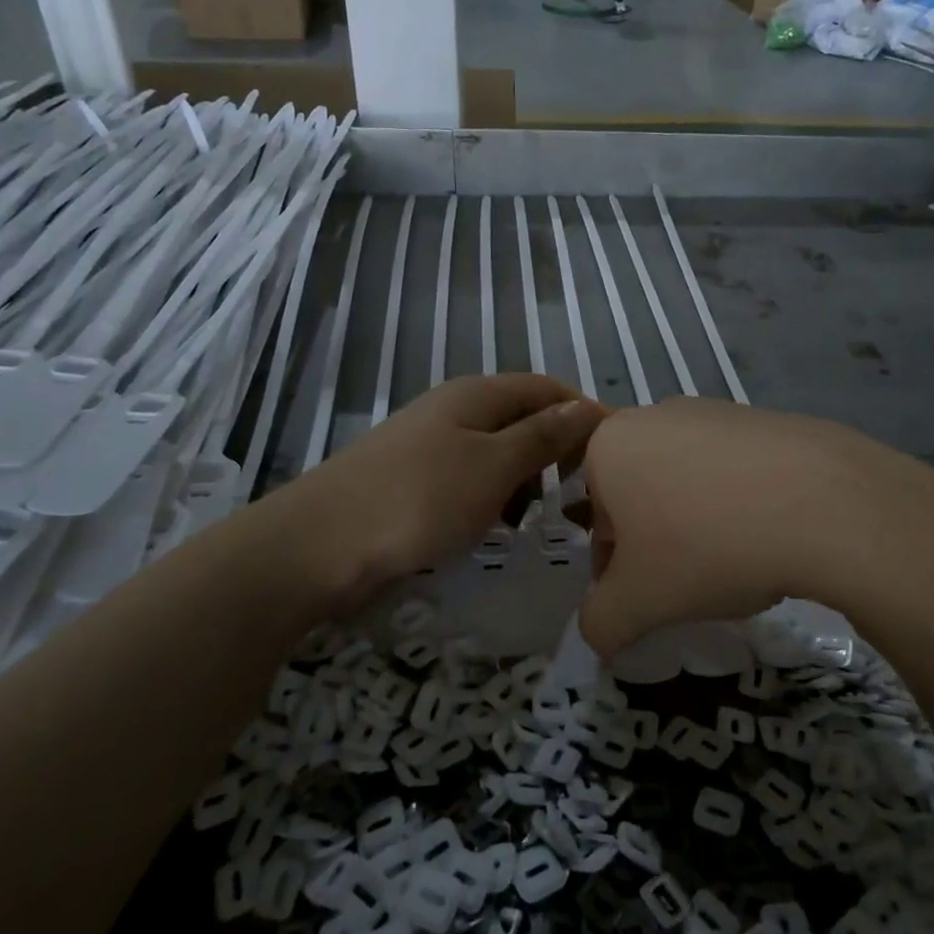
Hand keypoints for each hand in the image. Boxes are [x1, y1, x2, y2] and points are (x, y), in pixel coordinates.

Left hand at [277, 374, 605, 599]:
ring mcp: (429, 444)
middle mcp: (454, 409)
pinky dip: (491, 498)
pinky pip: (469, 478)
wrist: (319, 544)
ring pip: (496, 452)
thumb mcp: (494, 467)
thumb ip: (542, 437)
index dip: (583, 414)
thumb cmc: (419, 499)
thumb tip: (587, 408)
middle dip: (555, 451)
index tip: (614, 455)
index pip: (548, 389)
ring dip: (523, 479)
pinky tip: (492, 528)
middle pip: (522, 418)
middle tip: (579, 495)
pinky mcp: (412, 479)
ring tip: (535, 519)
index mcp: (477, 395)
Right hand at [578, 397, 933, 655]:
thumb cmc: (705, 547)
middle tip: (690, 584)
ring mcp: (714, 410)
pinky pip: (735, 470)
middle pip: (640, 495)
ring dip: (697, 522)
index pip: (596, 519)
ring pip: (687, 481)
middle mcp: (655, 415)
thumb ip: (600, 623)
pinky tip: (770, 534)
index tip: (647, 599)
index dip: (615, 570)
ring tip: (736, 561)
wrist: (822, 503)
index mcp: (610, 445)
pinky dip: (741, 502)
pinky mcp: (764, 418)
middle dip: (655, 542)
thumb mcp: (638, 603)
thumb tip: (598, 633)